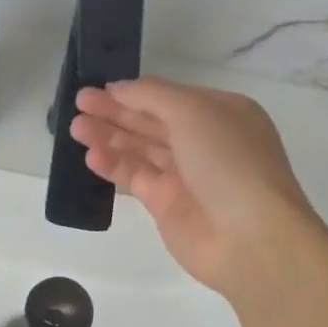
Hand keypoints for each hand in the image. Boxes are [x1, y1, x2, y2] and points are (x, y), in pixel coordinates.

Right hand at [70, 76, 325, 297]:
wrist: (251, 238)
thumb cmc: (229, 161)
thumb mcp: (193, 112)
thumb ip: (152, 95)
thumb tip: (119, 88)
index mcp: (222, 113)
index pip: (170, 97)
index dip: (135, 92)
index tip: (100, 88)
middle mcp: (205, 141)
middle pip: (151, 121)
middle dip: (115, 112)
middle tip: (78, 103)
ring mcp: (186, 175)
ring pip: (140, 149)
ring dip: (109, 136)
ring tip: (76, 128)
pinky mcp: (167, 206)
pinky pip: (136, 178)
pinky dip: (114, 166)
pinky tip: (91, 156)